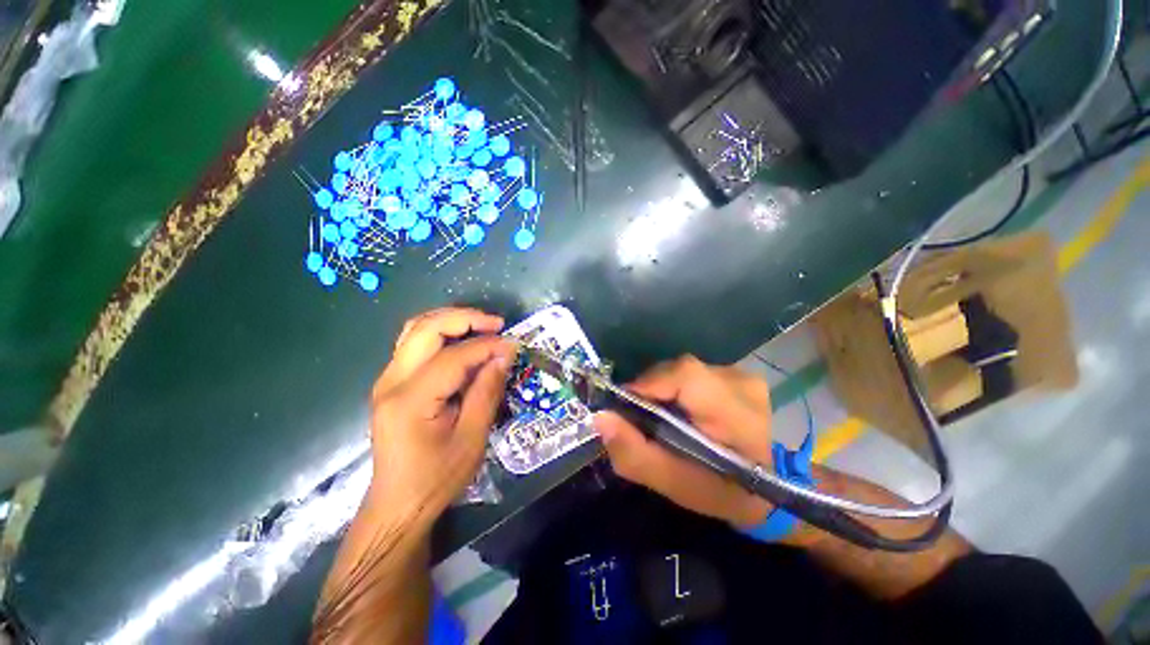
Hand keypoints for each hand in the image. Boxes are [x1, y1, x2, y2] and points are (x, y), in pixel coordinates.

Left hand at [369, 308, 515, 516]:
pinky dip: (442, 333)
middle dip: (464, 319)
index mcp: (410, 400)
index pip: (452, 357)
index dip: (486, 346)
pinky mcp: (392, 383)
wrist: (398, 504)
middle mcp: (391, 382)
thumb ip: (487, 391)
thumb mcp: (471, 439)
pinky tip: (463, 340)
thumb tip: (504, 354)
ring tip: (483, 326)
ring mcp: (388, 380)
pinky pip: (415, 344)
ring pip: (416, 329)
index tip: (513, 345)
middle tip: (496, 324)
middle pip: (425, 329)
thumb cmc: (437, 478)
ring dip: (451, 321)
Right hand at [594, 355, 774, 526]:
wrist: (766, 488)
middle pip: (678, 370)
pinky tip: (678, 408)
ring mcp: (741, 375)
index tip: (625, 406)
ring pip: (681, 370)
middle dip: (651, 390)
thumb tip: (601, 417)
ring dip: (662, 389)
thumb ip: (634, 454)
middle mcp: (741, 384)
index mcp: (737, 415)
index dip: (649, 385)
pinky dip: (675, 388)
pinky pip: (690, 372)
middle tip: (640, 417)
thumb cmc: (720, 492)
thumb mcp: (673, 484)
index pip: (685, 376)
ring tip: (660, 416)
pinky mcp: (735, 373)